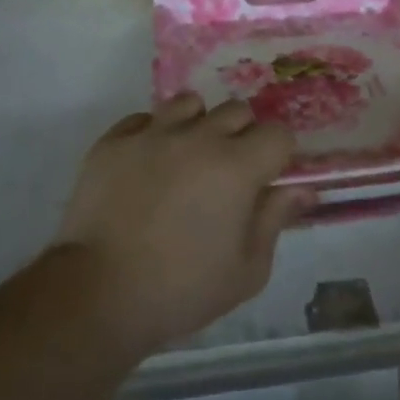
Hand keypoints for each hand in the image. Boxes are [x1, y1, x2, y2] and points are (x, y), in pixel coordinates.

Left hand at [52, 91, 310, 354]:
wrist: (97, 295)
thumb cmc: (181, 290)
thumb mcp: (246, 271)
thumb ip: (275, 220)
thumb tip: (302, 190)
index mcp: (237, 166)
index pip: (277, 133)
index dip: (278, 154)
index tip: (267, 178)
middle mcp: (199, 137)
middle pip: (236, 110)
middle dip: (241, 135)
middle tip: (228, 171)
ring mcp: (153, 134)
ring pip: (189, 104)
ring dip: (197, 125)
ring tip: (186, 158)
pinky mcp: (114, 141)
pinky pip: (144, 119)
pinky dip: (153, 134)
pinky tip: (147, 165)